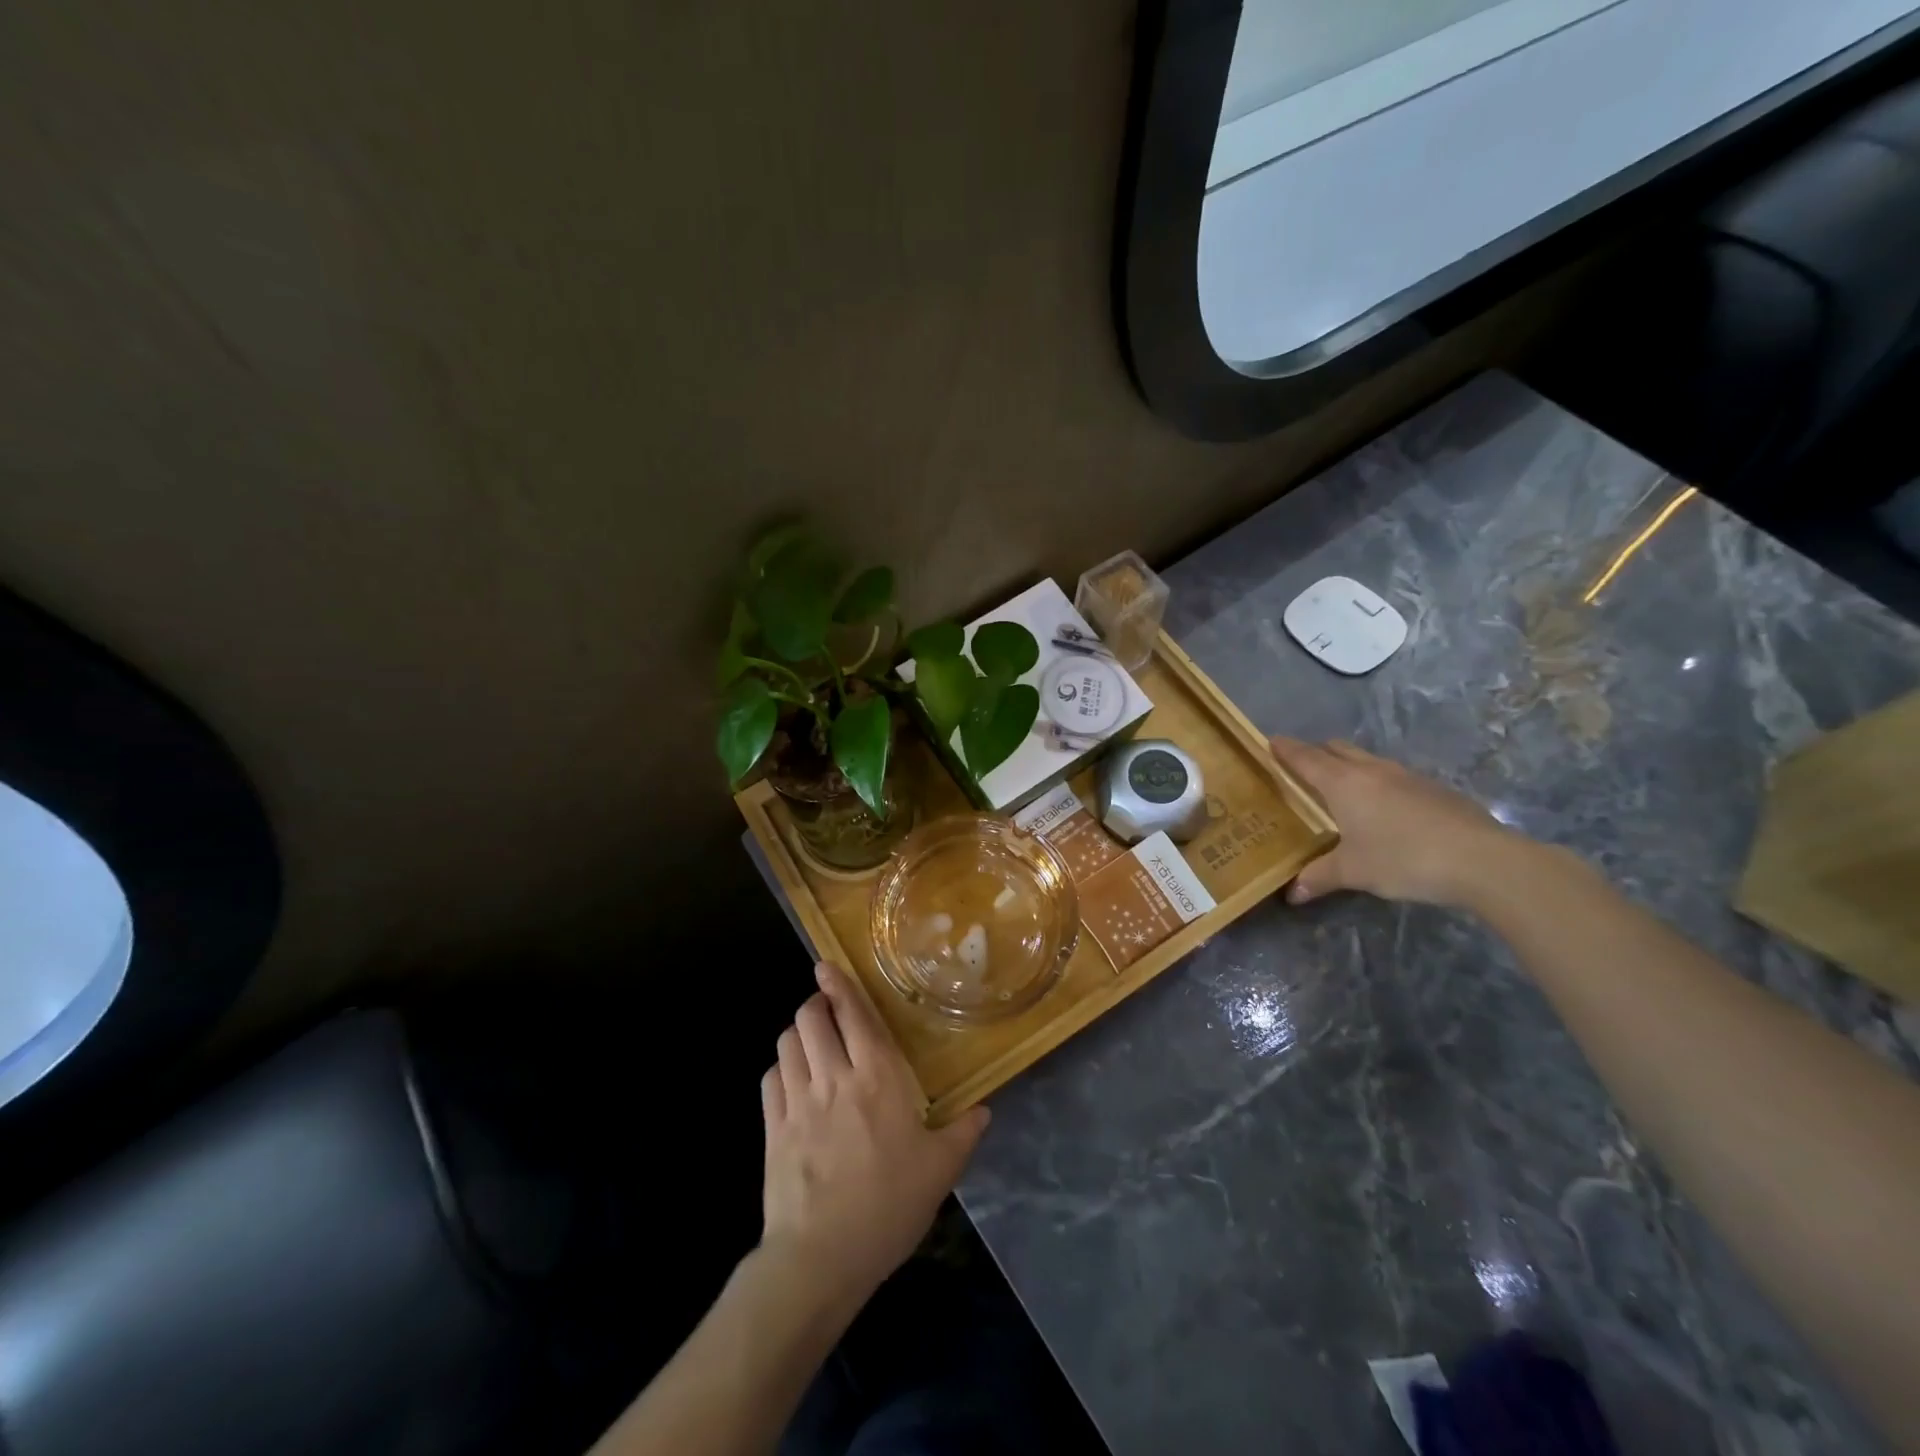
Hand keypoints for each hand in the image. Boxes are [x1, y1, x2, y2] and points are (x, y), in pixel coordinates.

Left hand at [759, 962, 989, 1309]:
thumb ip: (962, 1133)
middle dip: (816, 1004)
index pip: (854, 1015)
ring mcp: (798, 1101)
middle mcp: (834, 1077)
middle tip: (827, 1010)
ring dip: (798, 1033)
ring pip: (788, 1042)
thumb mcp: (939, 1171)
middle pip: (811, 1018)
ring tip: (811, 1041)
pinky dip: (780, 1069)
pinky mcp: (773, 1128)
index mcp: (877, 1078)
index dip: (839, 986)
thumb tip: (984, 1111)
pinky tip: (792, 1080)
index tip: (827, 967)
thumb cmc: (888, 1206)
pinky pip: (771, 1079)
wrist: (821, 1258)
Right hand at [1269, 736, 1521, 906]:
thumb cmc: (1403, 858)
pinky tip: (1384, 812)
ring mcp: (1407, 776)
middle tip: (1302, 770)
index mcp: (1344, 782)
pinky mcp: (1434, 789)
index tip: (1270, 742)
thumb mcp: (1354, 872)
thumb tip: (1292, 893)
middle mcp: (1372, 770)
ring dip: (1349, 767)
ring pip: (1367, 760)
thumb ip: (1319, 877)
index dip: (1285, 749)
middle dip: (1316, 753)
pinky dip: (1377, 784)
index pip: (1305, 757)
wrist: (1483, 860)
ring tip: (1341, 791)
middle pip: (1337, 749)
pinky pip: (1393, 777)